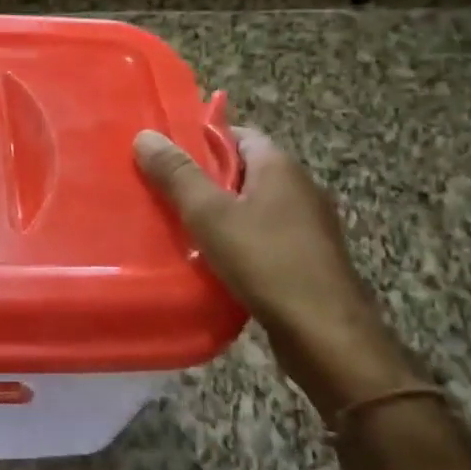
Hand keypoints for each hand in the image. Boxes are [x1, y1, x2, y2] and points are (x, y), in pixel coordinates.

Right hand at [134, 126, 417, 415]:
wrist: (325, 335)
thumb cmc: (265, 261)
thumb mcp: (209, 214)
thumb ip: (176, 174)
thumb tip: (145, 135)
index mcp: (279, 166)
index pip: (236, 134)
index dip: (199, 140)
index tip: (164, 155)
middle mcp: (299, 187)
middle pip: (242, 170)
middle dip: (203, 179)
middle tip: (160, 190)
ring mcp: (307, 225)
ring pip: (251, 206)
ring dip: (218, 213)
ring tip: (177, 226)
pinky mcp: (306, 258)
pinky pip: (262, 236)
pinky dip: (235, 240)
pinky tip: (210, 259)